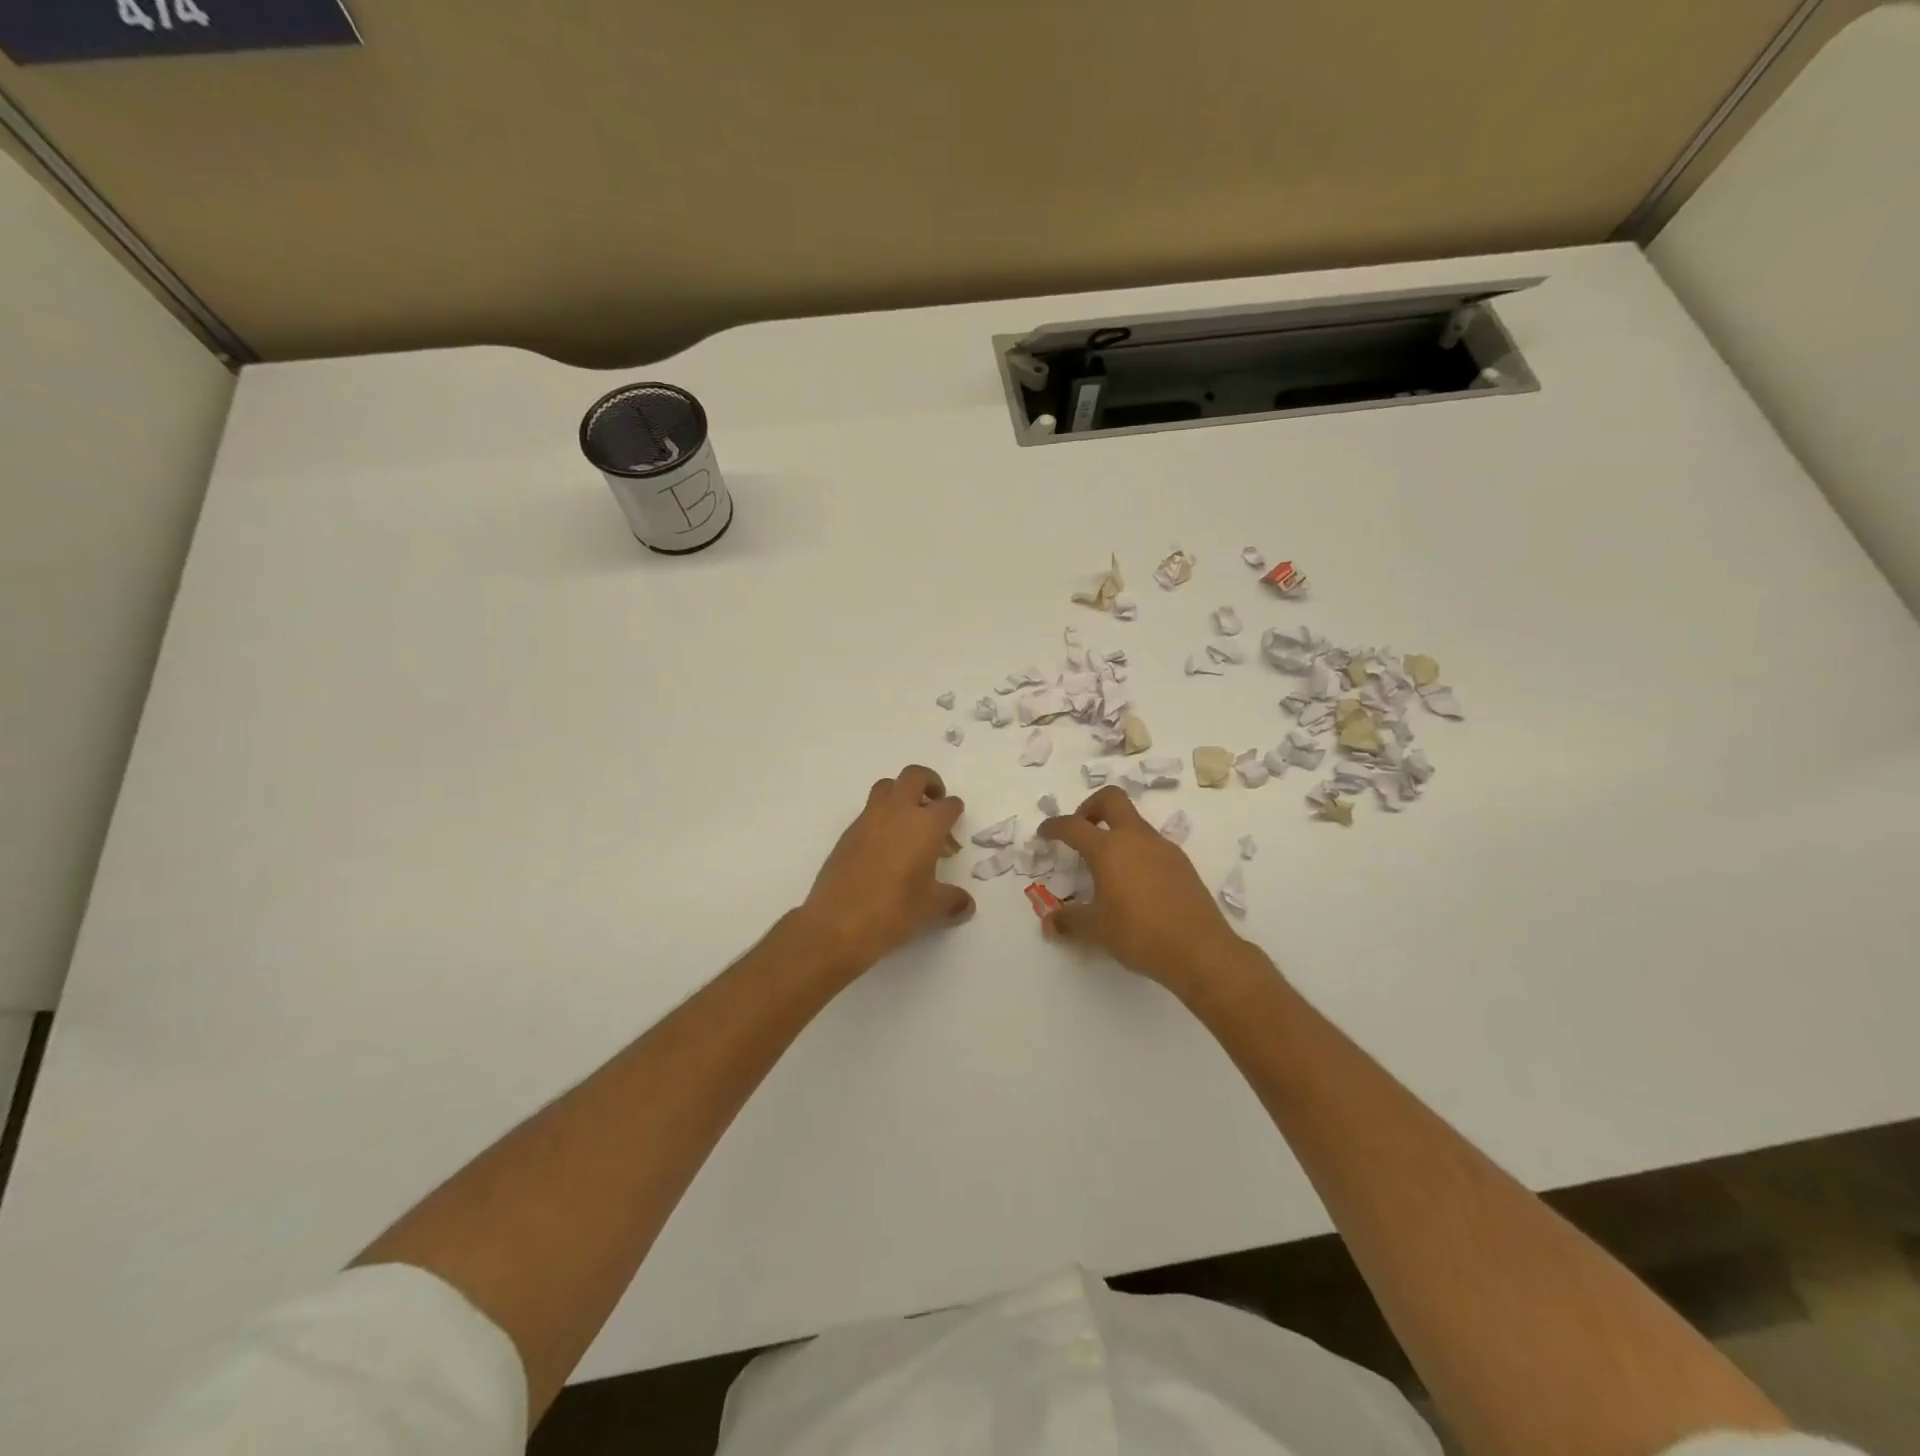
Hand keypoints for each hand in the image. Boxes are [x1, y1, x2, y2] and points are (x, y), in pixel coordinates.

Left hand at [799, 764, 974, 973]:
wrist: (837, 923)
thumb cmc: (894, 911)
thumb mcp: (931, 909)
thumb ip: (953, 901)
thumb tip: (966, 905)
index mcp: (925, 825)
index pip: (948, 805)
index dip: (954, 813)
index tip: (953, 829)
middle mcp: (897, 812)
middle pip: (915, 776)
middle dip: (929, 783)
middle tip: (934, 804)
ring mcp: (868, 819)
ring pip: (887, 787)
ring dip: (901, 794)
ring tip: (908, 822)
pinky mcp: (848, 833)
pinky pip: (869, 812)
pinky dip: (881, 818)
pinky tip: (885, 848)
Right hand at [1039, 786, 1267, 1004]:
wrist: (1200, 950)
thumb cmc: (1139, 935)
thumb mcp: (1096, 930)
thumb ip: (1070, 921)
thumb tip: (1049, 923)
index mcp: (1109, 849)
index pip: (1073, 826)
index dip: (1054, 826)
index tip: (1045, 832)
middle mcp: (1136, 838)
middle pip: (1111, 799)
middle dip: (1090, 807)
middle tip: (1080, 830)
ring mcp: (1163, 848)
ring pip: (1134, 821)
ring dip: (1115, 831)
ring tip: (1106, 865)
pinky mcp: (1181, 862)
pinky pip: (1151, 844)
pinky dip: (1135, 850)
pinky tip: (1134, 882)